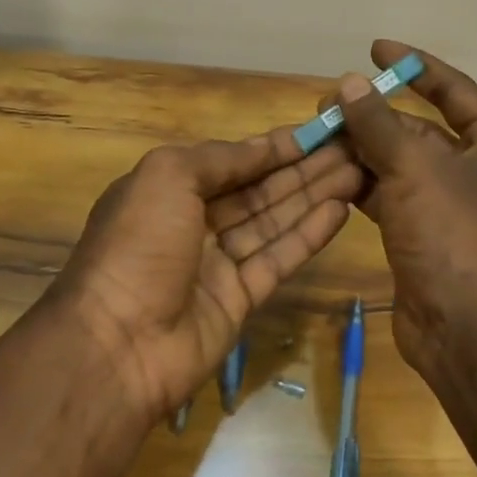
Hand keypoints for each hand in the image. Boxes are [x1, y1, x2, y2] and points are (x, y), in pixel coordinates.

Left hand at [51, 129, 362, 420]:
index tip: (316, 132)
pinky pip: (278, 259)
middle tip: (350, 150)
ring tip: (357, 173)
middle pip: (258, 190)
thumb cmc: (138, 245)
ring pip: (273, 222)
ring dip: (313, 196)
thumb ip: (218, 158)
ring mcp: (217, 264)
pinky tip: (340, 211)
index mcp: (169, 190)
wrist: (119, 344)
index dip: (273, 147)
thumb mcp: (166, 177)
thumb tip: (261, 147)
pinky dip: (308, 236)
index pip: (232, 162)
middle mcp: (194, 223)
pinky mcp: (240, 299)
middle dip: (302, 169)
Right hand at [333, 40, 476, 371]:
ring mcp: (447, 204)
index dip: (416, 66)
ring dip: (362, 149)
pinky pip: (388, 195)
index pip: (455, 90)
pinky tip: (328, 173)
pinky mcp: (422, 233)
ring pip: (400, 163)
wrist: (464, 327)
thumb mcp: (414, 168)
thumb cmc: (452, 234)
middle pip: (420, 128)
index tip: (376, 49)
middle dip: (375, 114)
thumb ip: (378, 123)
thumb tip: (346, 83)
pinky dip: (361, 183)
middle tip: (329, 102)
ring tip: (320, 134)